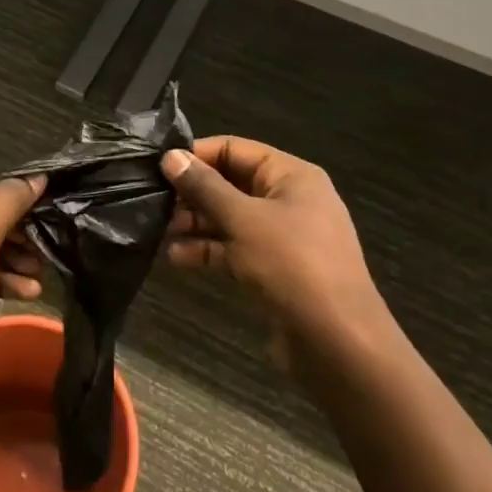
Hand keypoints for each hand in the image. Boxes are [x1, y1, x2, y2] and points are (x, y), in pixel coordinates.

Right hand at [161, 137, 384, 357]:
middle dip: (193, 193)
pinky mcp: (275, 269)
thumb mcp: (243, 220)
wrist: (337, 343)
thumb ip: (205, 187)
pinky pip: (236, 248)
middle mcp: (289, 199)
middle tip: (154, 202)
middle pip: (231, 183)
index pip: (235, 149)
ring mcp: (283, 236)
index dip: (197, 154)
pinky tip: (177, 257)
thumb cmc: (292, 265)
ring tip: (159, 231)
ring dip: (196, 223)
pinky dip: (210, 250)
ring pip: (231, 218)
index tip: (159, 167)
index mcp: (291, 175)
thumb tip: (171, 156)